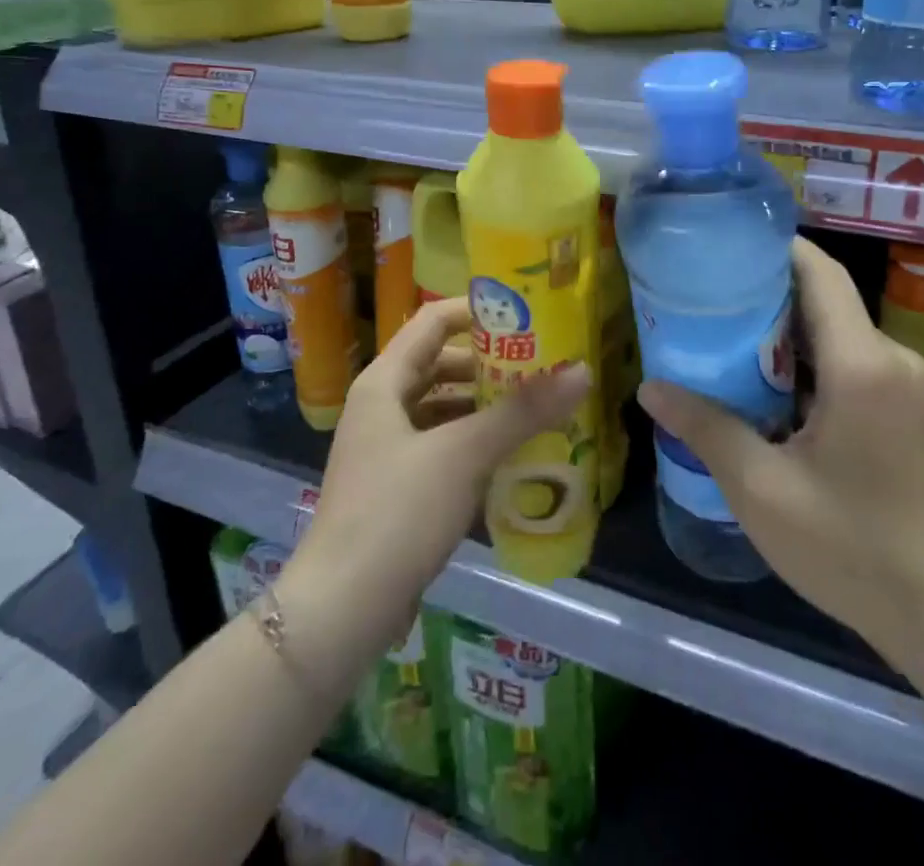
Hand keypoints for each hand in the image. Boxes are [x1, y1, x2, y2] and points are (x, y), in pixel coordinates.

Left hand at [296, 299, 589, 646]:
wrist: (341, 611)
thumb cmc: (397, 514)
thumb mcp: (464, 454)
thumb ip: (522, 412)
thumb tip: (582, 371)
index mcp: (384, 382)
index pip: (433, 321)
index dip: (477, 311)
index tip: (526, 316)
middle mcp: (382, 406)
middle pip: (441, 364)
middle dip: (491, 363)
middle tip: (543, 366)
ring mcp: (387, 449)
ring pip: (444, 408)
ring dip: (486, 405)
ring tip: (538, 408)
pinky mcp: (397, 488)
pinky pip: (443, 446)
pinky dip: (476, 442)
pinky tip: (513, 456)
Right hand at [638, 238, 923, 664]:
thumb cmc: (853, 548)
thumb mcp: (763, 490)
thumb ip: (706, 428)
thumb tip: (650, 388)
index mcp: (862, 364)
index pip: (821, 274)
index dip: (778, 249)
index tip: (729, 245)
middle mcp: (894, 360)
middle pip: (827, 302)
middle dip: (769, 296)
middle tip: (710, 302)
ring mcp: (912, 388)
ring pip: (842, 337)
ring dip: (790, 337)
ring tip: (729, 344)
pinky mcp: (916, 414)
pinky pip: (859, 366)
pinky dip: (816, 367)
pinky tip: (775, 394)